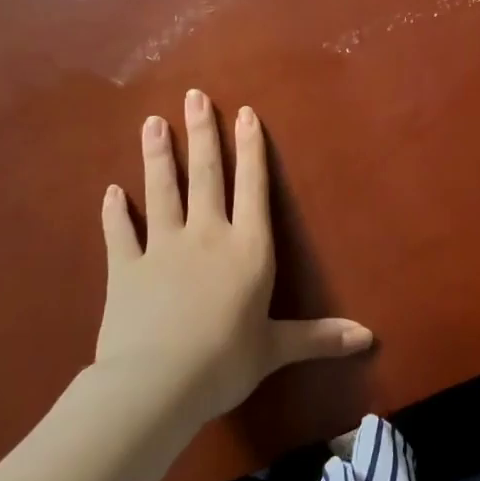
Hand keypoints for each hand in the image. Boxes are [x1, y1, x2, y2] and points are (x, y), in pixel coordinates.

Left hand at [95, 90, 372, 426]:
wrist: (156, 384)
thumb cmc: (225, 361)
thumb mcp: (276, 348)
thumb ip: (319, 337)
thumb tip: (368, 338)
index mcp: (247, 248)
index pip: (252, 187)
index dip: (250, 149)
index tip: (244, 112)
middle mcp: (207, 236)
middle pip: (205, 175)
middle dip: (201, 134)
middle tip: (193, 96)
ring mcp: (162, 248)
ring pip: (162, 191)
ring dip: (157, 156)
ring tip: (152, 123)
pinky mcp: (126, 269)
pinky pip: (121, 233)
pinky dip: (115, 212)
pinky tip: (110, 191)